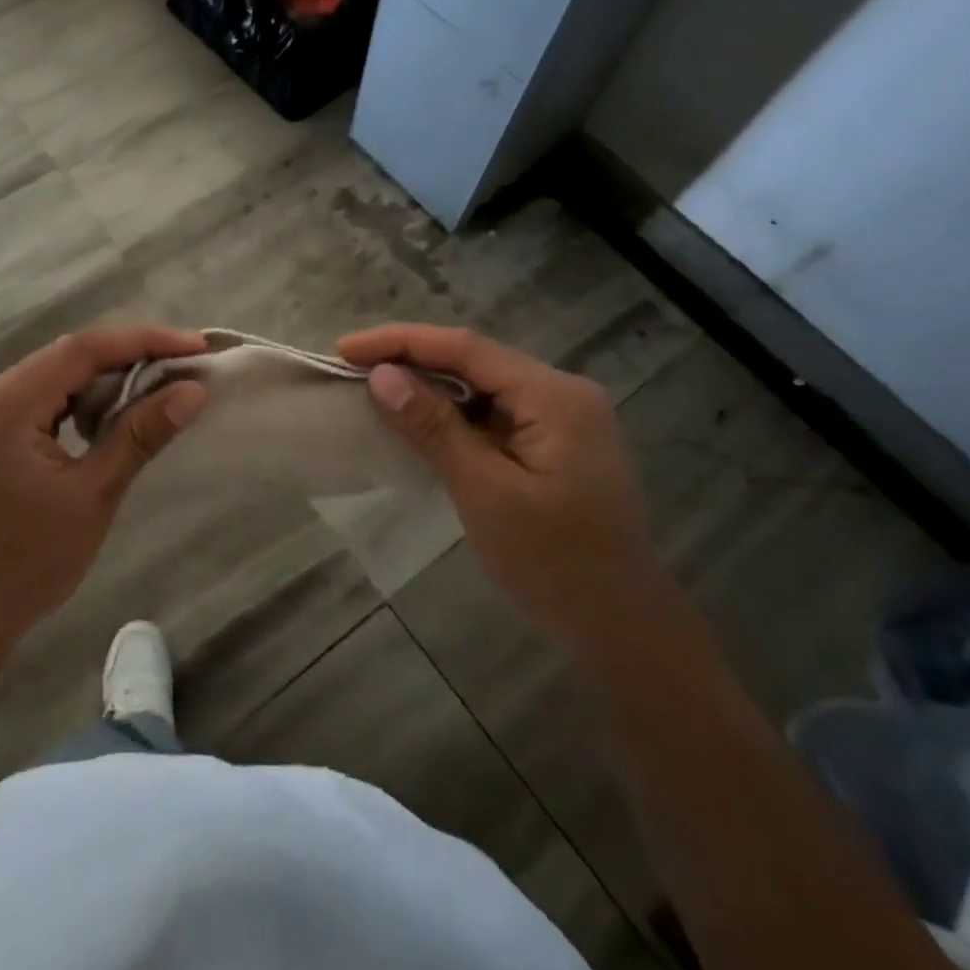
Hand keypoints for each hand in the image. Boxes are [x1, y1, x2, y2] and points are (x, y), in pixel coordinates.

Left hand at [0, 327, 208, 663]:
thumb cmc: (27, 564)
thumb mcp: (92, 496)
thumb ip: (140, 435)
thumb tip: (194, 391)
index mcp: (5, 405)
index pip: (82, 350)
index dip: (143, 340)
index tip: (196, 345)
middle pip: (70, 355)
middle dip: (132, 356)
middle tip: (187, 365)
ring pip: (61, 373)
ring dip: (112, 377)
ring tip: (164, 385)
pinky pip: (49, 395)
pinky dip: (88, 398)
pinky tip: (120, 411)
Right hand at [337, 324, 667, 649]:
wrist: (623, 627)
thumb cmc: (555, 563)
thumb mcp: (485, 492)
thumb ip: (434, 427)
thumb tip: (382, 375)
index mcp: (554, 395)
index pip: (466, 347)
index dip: (401, 342)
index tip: (346, 348)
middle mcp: (562, 392)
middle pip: (474, 359)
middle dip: (412, 359)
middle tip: (352, 368)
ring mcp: (561, 417)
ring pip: (481, 385)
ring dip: (430, 386)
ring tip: (375, 389)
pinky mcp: (553, 441)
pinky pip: (492, 412)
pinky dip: (452, 414)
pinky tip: (419, 422)